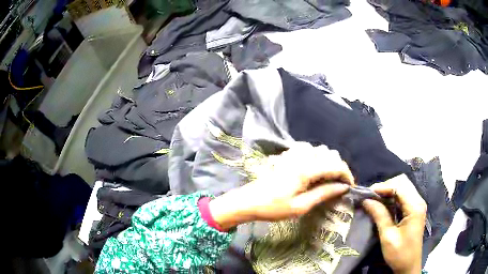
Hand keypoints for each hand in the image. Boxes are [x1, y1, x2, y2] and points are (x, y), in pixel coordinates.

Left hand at [209, 143, 353, 229]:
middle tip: (339, 184)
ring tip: (328, 178)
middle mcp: (301, 158)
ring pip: (319, 150)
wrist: (248, 201)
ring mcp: (292, 155)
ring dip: (328, 161)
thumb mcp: (301, 206)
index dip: (346, 174)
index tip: (350, 186)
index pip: (335, 166)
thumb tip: (342, 187)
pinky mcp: (286, 157)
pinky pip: (307, 150)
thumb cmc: (274, 207)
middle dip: (338, 167)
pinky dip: (316, 157)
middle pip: (329, 154)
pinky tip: (313, 169)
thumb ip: (323, 194)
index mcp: (306, 170)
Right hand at [362, 174, 426, 273]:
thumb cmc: (399, 254)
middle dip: (385, 187)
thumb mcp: (388, 236)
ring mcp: (417, 205)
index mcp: (415, 207)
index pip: (399, 186)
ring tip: (374, 200)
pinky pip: (403, 197)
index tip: (367, 193)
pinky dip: (392, 198)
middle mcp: (418, 201)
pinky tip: (382, 205)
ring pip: (402, 188)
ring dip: (388, 192)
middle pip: (402, 183)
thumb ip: (379, 216)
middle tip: (370, 196)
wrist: (408, 266)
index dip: (383, 187)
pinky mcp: (414, 210)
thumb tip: (366, 200)